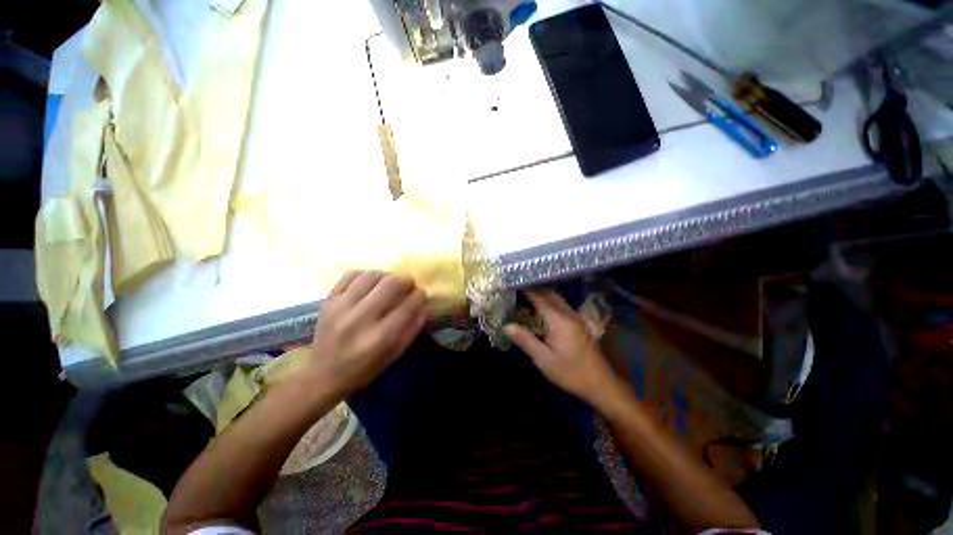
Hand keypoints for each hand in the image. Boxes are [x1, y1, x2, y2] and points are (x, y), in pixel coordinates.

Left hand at [310, 271, 426, 395]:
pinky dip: (366, 275)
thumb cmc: (364, 369)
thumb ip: (413, 329)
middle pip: (392, 284)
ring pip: (372, 275)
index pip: (408, 305)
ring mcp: (341, 307)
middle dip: (406, 281)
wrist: (322, 375)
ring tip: (389, 284)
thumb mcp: (394, 355)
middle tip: (408, 286)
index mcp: (380, 337)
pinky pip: (351, 275)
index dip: (420, 295)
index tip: (421, 295)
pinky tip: (370, 284)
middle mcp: (361, 319)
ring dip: (387, 276)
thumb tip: (425, 305)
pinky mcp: (328, 301)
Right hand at [506, 290, 619, 405]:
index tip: (512, 286)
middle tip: (517, 292)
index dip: (526, 291)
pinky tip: (541, 310)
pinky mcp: (579, 323)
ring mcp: (576, 317)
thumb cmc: (570, 373)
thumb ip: (525, 340)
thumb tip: (507, 326)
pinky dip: (549, 303)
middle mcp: (569, 314)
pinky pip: (561, 306)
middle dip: (533, 290)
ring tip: (525, 298)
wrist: (600, 384)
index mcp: (559, 320)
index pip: (540, 298)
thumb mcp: (544, 360)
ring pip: (557, 299)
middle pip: (549, 294)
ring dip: (542, 295)